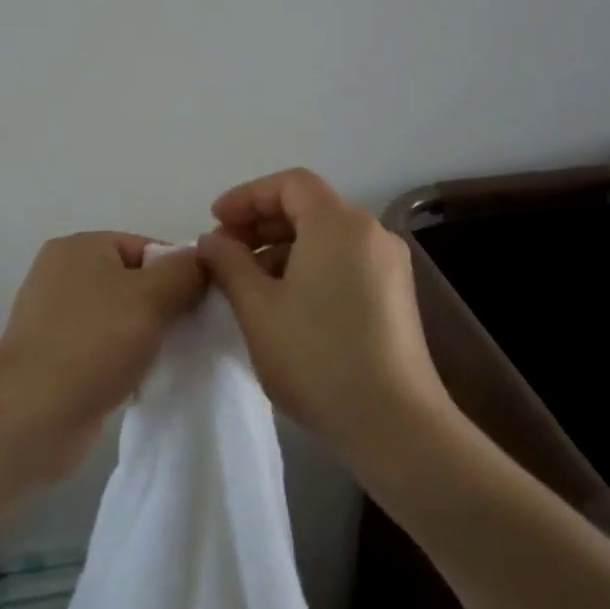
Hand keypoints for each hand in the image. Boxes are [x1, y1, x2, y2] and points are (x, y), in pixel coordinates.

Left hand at [0, 232, 206, 482]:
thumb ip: (185, 272)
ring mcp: (54, 318)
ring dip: (146, 337)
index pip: (146, 247)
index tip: (203, 305)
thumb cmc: (94, 343)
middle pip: (134, 282)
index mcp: (79, 247)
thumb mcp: (152, 297)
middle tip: (192, 333)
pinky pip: (103, 348)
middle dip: (165, 306)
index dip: (179, 273)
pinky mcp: (54, 358)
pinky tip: (143, 380)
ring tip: (170, 358)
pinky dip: (124, 360)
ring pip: (120, 318)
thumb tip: (205, 259)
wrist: (33, 415)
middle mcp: (62, 275)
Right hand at [197, 169, 453, 472]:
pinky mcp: (396, 295)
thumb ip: (229, 263)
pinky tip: (286, 304)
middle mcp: (371, 233)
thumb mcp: (257, 308)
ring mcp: (389, 265)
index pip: (290, 184)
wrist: (394, 423)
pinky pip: (345, 262)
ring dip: (283, 249)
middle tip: (225, 254)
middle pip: (310, 207)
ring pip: (326, 238)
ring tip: (249, 285)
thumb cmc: (316, 357)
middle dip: (261, 224)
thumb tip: (213, 240)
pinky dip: (310, 268)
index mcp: (339, 223)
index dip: (247, 197)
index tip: (215, 223)